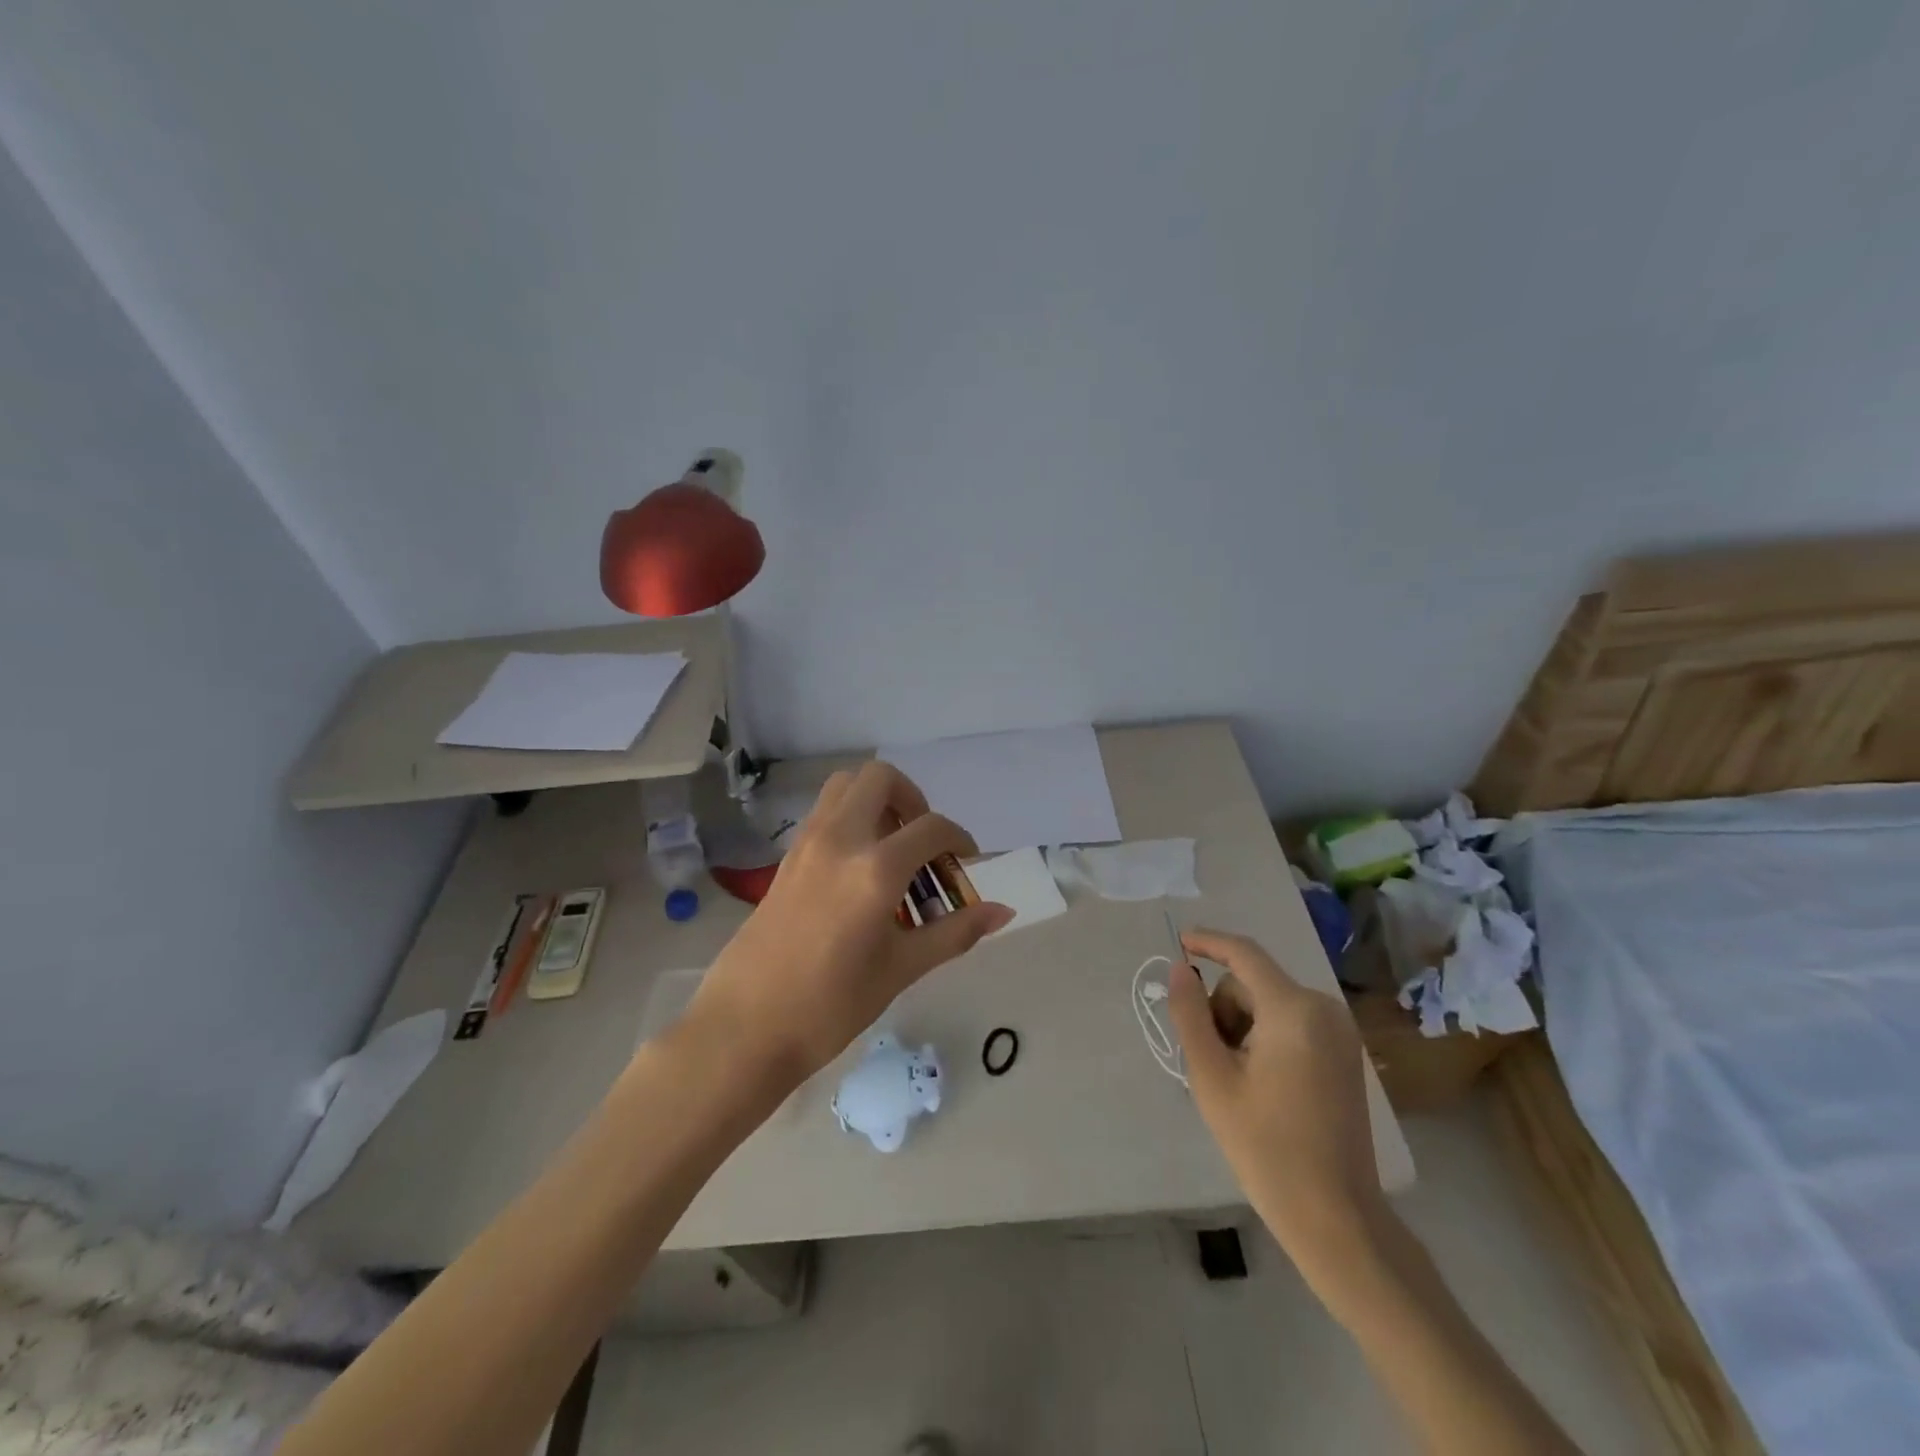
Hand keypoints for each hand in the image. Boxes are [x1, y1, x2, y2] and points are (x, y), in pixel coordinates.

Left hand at [684, 761, 1013, 1088]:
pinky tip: (859, 870)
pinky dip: (850, 819)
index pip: (931, 828)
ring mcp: (806, 843)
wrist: (745, 1028)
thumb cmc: (831, 1005)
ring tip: (892, 849)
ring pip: (845, 786)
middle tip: (922, 842)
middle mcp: (839, 839)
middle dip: (912, 798)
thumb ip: (954, 932)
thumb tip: (1002, 912)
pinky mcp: (786, 857)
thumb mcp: (901, 969)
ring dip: (876, 801)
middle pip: (880, 778)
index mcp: (875, 868)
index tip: (965, 862)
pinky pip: (824, 813)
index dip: (959, 839)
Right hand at [1167, 927, 1384, 1263]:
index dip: (1208, 942)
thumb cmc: (1265, 1146)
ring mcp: (1340, 1032)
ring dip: (1242, 1026)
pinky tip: (1258, 1081)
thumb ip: (1191, 1014)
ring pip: (1270, 1003)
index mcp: (1294, 1010)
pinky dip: (1265, 1036)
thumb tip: (1180, 969)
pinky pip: (1292, 1022)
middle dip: (1223, 1009)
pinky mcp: (1344, 1053)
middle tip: (1212, 1061)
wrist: (1335, 1216)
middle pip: (1253, 984)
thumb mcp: (1212, 1077)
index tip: (1178, 942)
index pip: (1244, 954)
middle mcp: (1324, 1009)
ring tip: (1236, 1078)